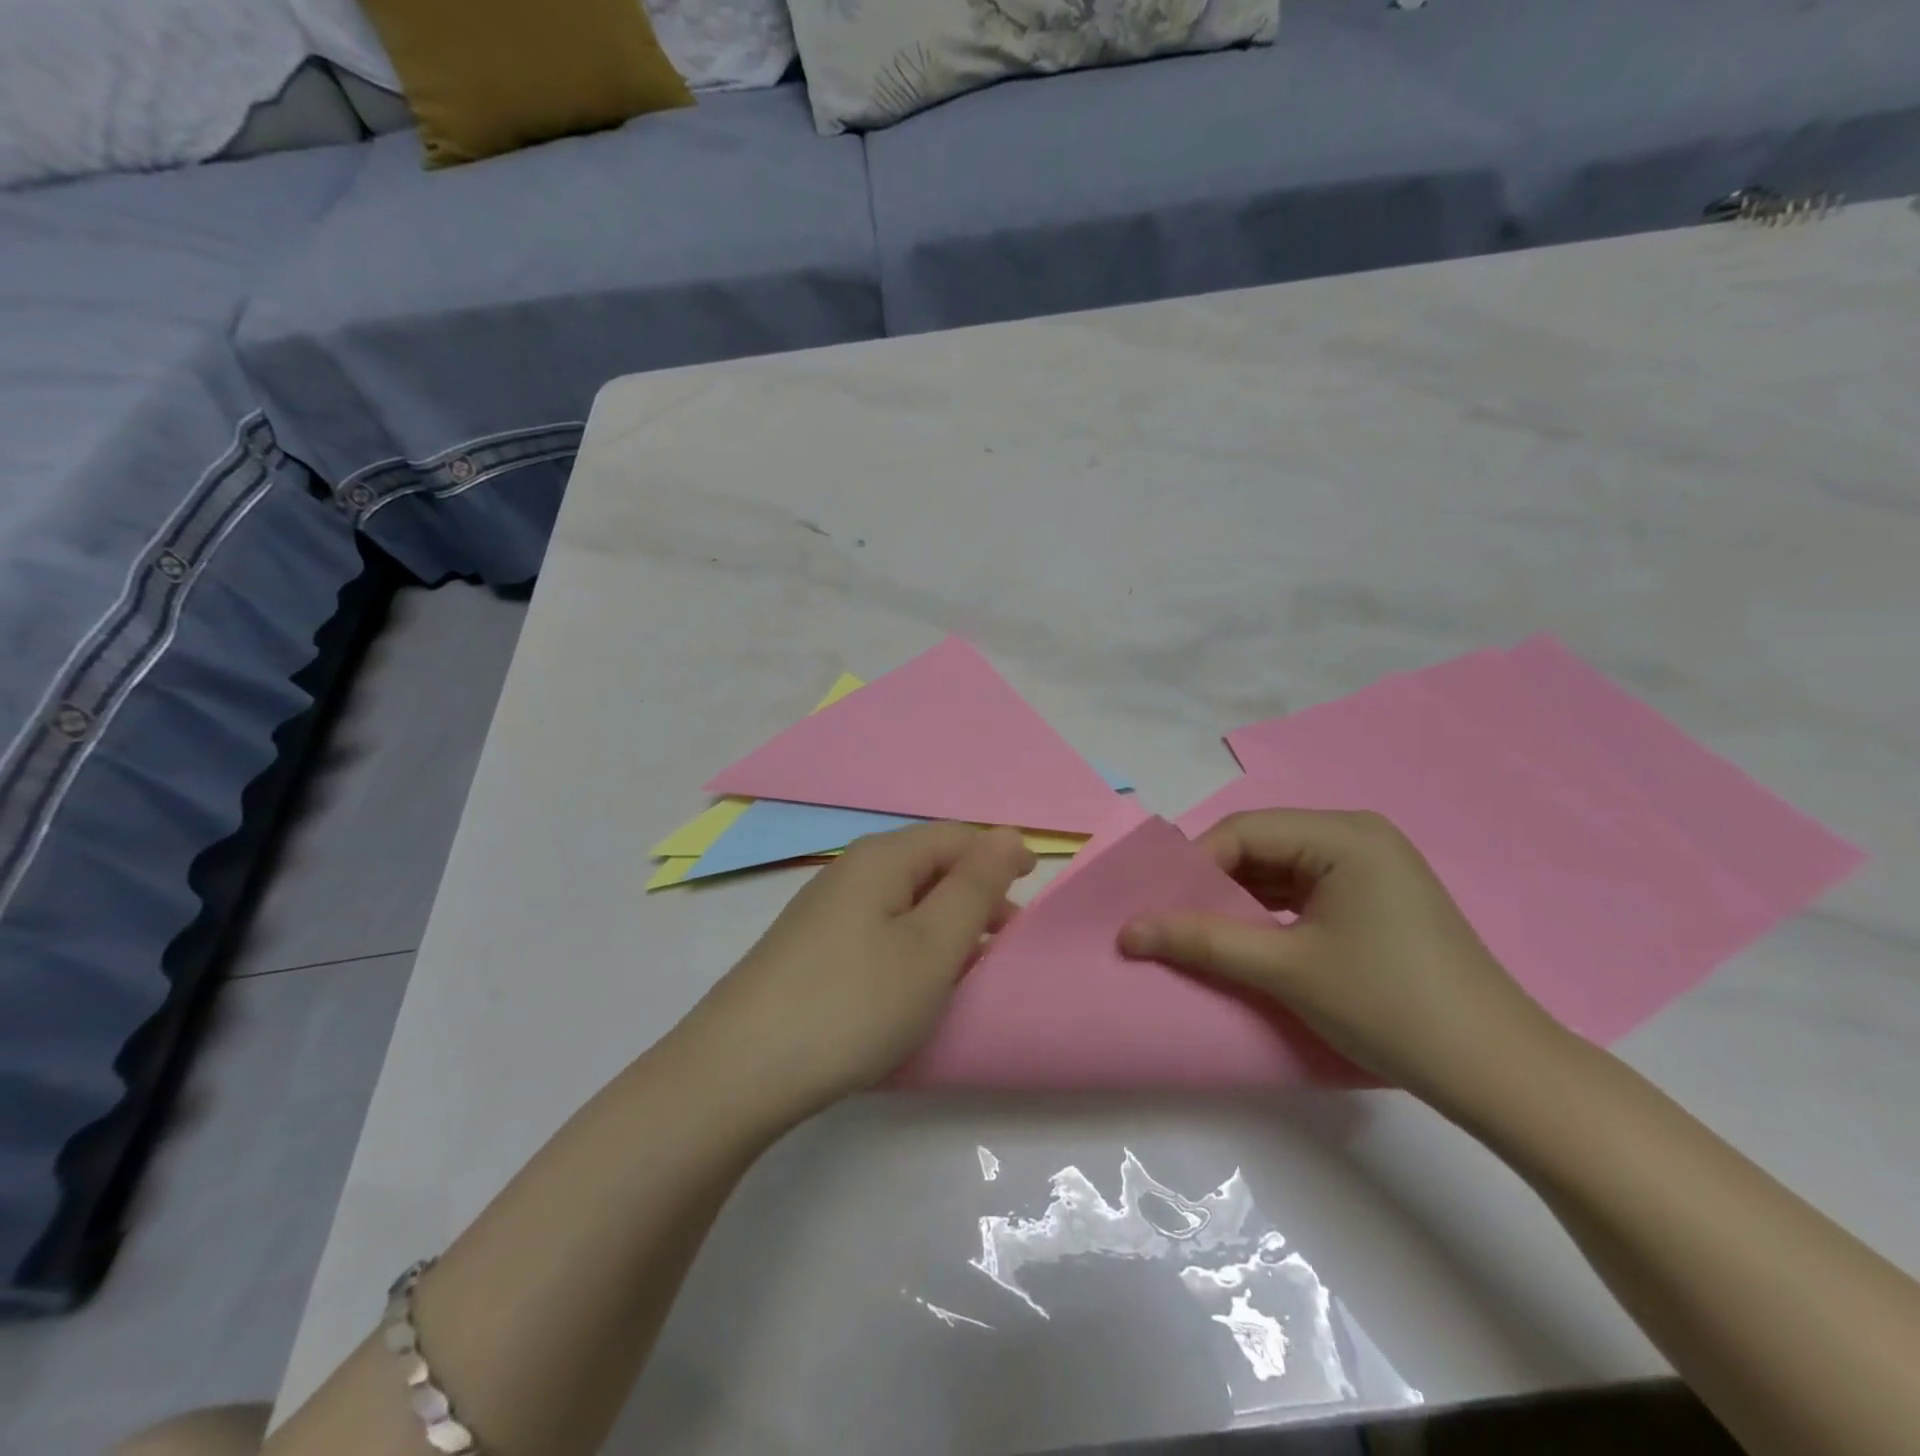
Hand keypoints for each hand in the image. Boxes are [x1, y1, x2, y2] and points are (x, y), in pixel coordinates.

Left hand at [695, 823, 1035, 1114]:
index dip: (998, 857)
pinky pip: (877, 929)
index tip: (1033, 895)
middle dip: (975, 894)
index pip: (956, 837)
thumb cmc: (854, 1002)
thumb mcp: (931, 944)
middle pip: (929, 865)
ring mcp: (824, 910)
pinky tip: (914, 985)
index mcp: (882, 858)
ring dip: (944, 924)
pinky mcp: (809, 949)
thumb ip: (975, 886)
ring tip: (969, 967)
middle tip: (1007, 941)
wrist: (739, 1071)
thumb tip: (1008, 835)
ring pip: (903, 900)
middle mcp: (850, 871)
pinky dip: (910, 946)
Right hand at [1118, 809, 1565, 1108]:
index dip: (1193, 868)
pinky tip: (1247, 944)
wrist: (1499, 1073)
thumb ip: (1202, 941)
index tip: (1158, 910)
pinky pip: (1304, 894)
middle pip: (1260, 848)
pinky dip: (1270, 916)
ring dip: (1239, 904)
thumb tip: (1126, 931)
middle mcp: (1357, 837)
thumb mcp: (1286, 970)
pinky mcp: (1375, 901)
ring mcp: (1370, 869)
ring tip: (1200, 938)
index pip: (1243, 832)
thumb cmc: (1389, 1006)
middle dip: (1213, 887)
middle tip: (1172, 925)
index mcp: (1343, 834)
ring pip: (1279, 873)